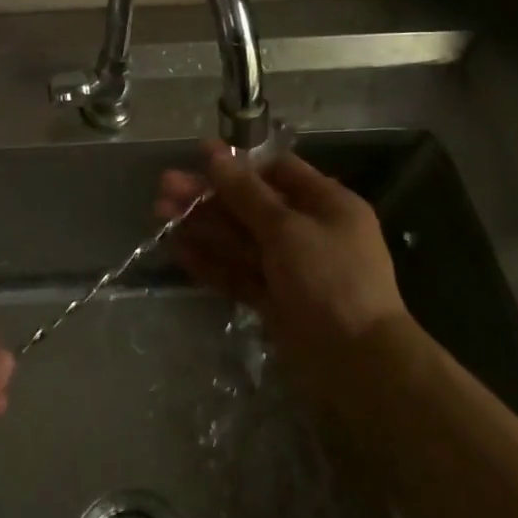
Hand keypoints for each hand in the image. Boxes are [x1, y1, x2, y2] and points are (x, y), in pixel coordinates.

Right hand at [157, 141, 406, 362]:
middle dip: (209, 195)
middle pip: (250, 206)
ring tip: (160, 211)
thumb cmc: (330, 279)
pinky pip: (236, 272)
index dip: (239, 162)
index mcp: (327, 205)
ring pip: (238, 239)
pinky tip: (176, 248)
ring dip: (201, 225)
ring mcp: (289, 268)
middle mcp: (308, 232)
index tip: (200, 155)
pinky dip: (208, 260)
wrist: (357, 362)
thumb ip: (246, 193)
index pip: (279, 171)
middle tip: (165, 184)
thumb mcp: (287, 228)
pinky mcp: (272, 298)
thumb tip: (215, 155)